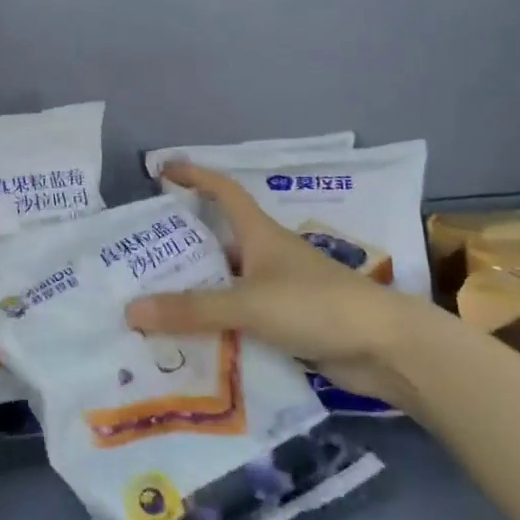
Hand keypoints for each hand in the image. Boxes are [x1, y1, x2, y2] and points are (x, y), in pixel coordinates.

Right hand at [124, 163, 428, 412]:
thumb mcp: (248, 303)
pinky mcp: (285, 325)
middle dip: (179, 248)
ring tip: (150, 306)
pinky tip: (187, 344)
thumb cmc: (318, 305)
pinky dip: (214, 328)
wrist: (387, 348)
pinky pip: (237, 320)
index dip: (194, 176)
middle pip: (215, 243)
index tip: (162, 170)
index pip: (223, 192)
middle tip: (138, 259)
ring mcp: (277, 292)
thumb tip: (131, 310)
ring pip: (224, 286)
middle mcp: (266, 258)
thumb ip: (192, 309)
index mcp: (260, 235)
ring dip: (194, 294)